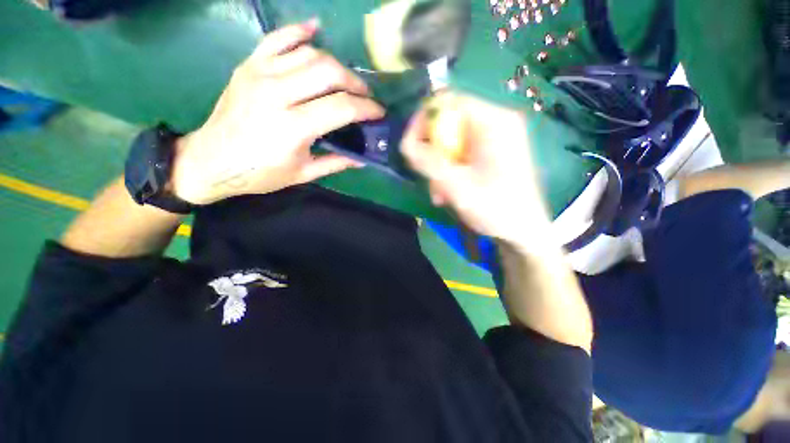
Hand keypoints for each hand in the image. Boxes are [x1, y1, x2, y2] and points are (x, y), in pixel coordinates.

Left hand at [172, 20, 384, 204]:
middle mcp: (277, 94)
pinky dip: (299, 31)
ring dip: (336, 64)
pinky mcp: (248, 65)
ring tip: (345, 80)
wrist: (211, 160)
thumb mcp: (303, 174)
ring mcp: (260, 74)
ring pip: (309, 54)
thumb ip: (336, 163)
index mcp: (294, 127)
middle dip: (355, 83)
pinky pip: (277, 38)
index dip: (367, 108)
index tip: (379, 113)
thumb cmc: (260, 173)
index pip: (342, 107)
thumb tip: (363, 158)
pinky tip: (316, 30)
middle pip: (329, 72)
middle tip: (365, 96)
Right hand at [402, 94, 549, 245]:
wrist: (523, 232)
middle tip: (429, 179)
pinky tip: (450, 192)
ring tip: (440, 194)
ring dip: (440, 167)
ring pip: (453, 142)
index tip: (411, 146)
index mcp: (494, 121)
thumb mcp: (454, 185)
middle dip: (433, 153)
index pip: (448, 101)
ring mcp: (497, 138)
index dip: (424, 121)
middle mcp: (497, 122)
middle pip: (449, 124)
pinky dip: (451, 171)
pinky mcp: (494, 153)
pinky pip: (463, 154)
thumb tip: (405, 142)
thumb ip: (427, 161)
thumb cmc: (494, 209)